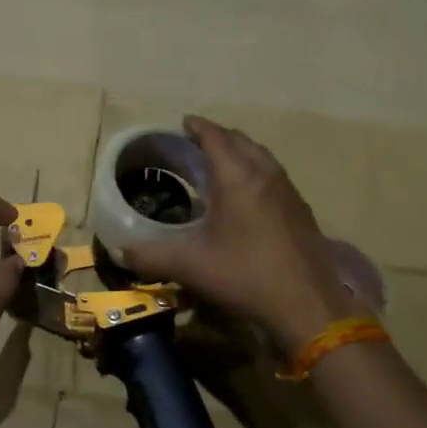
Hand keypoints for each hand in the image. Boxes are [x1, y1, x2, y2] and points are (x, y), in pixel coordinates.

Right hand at [118, 115, 362, 349]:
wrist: (307, 304)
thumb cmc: (245, 276)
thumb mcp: (190, 266)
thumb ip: (150, 256)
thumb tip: (119, 251)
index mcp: (236, 177)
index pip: (215, 137)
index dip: (198, 127)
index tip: (184, 122)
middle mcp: (265, 174)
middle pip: (241, 140)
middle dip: (218, 136)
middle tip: (197, 142)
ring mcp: (288, 190)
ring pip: (262, 156)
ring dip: (241, 150)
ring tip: (222, 162)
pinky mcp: (301, 209)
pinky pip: (275, 174)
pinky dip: (257, 170)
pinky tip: (250, 193)